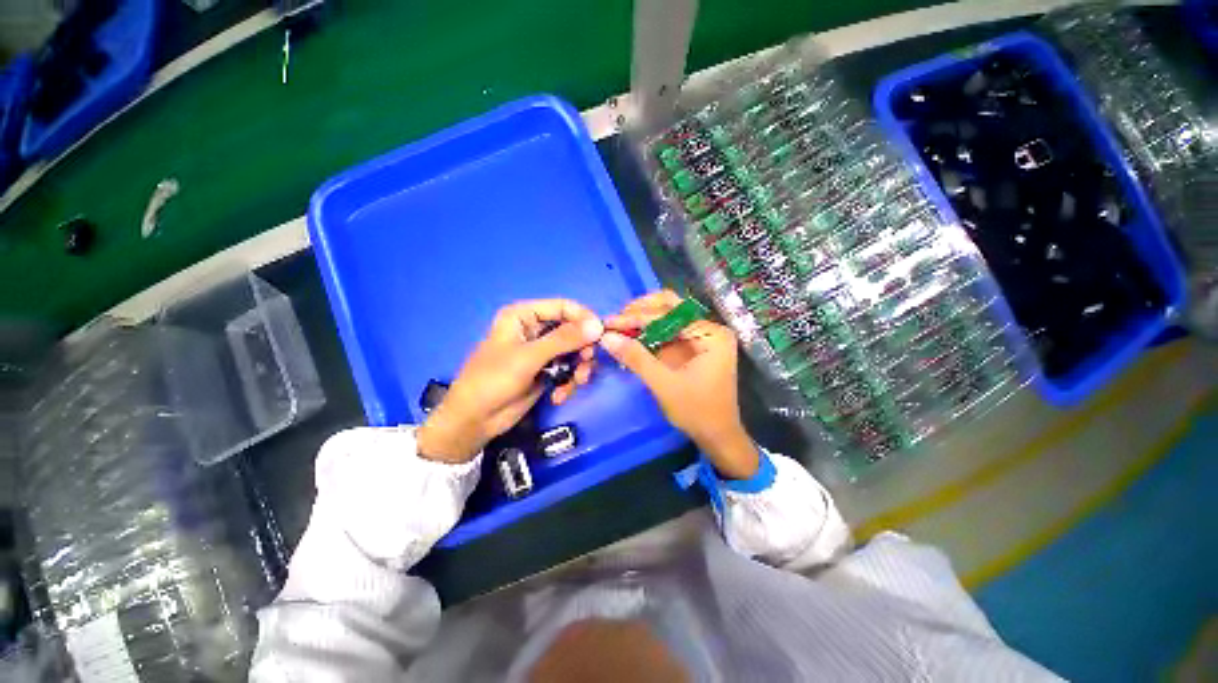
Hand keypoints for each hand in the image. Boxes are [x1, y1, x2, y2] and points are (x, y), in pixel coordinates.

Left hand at [417, 300, 602, 462]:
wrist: (475, 419)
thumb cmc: (493, 380)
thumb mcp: (529, 357)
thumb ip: (564, 340)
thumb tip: (598, 325)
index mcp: (524, 316)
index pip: (563, 307)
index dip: (584, 319)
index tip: (600, 335)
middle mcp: (535, 329)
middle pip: (573, 330)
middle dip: (582, 349)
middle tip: (587, 365)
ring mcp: (542, 352)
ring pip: (574, 352)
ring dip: (579, 368)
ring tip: (576, 383)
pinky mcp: (546, 371)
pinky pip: (569, 369)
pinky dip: (569, 382)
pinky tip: (559, 395)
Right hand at [600, 291, 758, 479]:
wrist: (717, 436)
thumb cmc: (696, 411)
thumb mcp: (664, 384)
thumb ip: (636, 358)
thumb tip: (606, 337)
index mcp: (711, 334)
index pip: (670, 315)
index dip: (637, 318)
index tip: (611, 322)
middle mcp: (709, 329)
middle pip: (671, 307)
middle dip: (641, 311)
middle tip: (616, 320)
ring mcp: (700, 337)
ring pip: (667, 317)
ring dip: (642, 320)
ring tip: (618, 326)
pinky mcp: (691, 347)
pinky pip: (667, 332)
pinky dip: (648, 333)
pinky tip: (630, 335)